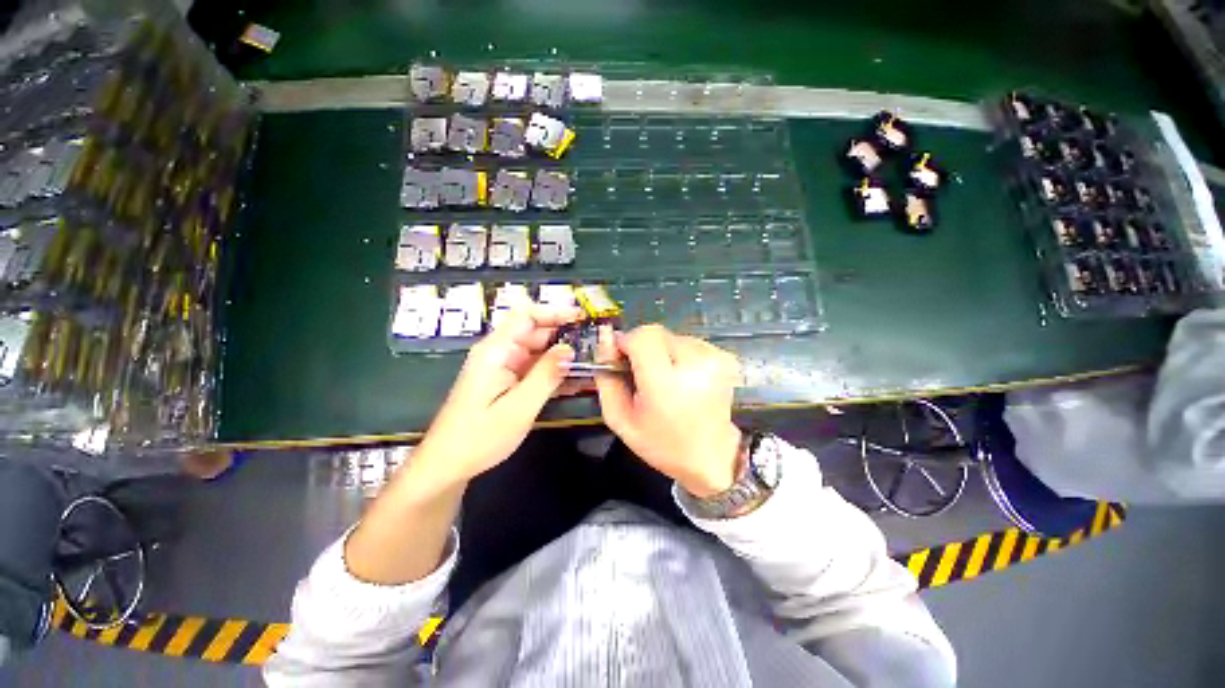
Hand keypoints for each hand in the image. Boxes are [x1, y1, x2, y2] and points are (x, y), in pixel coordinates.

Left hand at [415, 303, 582, 482]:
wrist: (448, 464)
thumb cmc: (480, 437)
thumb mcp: (519, 407)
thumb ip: (546, 375)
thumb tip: (570, 349)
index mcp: (497, 351)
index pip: (526, 316)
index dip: (555, 312)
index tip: (582, 317)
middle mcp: (500, 353)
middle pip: (536, 332)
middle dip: (565, 335)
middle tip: (595, 345)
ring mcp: (504, 367)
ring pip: (538, 351)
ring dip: (563, 356)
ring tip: (591, 362)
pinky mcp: (507, 381)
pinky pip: (535, 369)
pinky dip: (554, 372)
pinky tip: (576, 380)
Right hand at [595, 324, 743, 497]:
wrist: (709, 457)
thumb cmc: (661, 443)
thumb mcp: (620, 419)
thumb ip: (607, 379)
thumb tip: (605, 341)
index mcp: (666, 384)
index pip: (643, 336)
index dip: (627, 342)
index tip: (622, 359)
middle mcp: (695, 365)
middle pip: (657, 333)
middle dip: (643, 347)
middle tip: (642, 373)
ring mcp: (714, 359)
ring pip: (672, 336)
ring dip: (662, 351)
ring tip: (666, 380)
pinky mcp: (725, 358)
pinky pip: (690, 342)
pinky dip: (680, 355)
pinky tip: (682, 378)